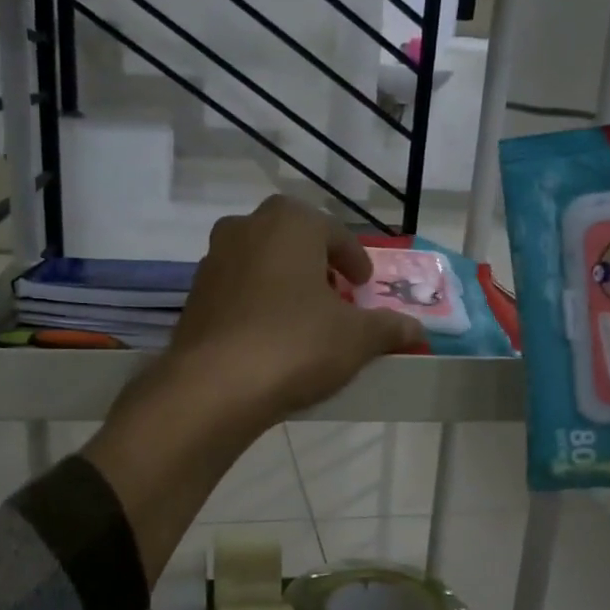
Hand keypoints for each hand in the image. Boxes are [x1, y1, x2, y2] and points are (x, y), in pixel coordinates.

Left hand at [83, 197, 419, 583]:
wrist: (215, 387)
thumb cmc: (296, 345)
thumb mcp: (356, 338)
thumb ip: (388, 328)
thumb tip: (415, 330)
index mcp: (289, 222)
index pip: (333, 233)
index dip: (355, 260)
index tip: (363, 287)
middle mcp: (246, 228)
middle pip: (293, 242)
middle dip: (317, 265)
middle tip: (335, 297)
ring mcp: (213, 261)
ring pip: (261, 263)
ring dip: (284, 283)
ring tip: (303, 319)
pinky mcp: (194, 296)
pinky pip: (237, 291)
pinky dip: (257, 304)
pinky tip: (269, 337)